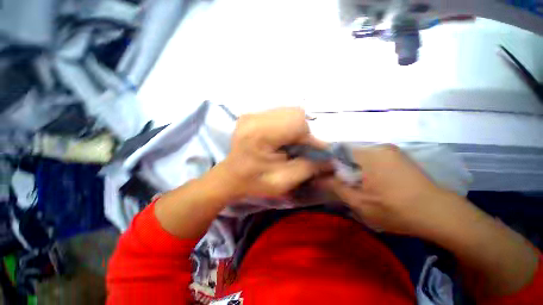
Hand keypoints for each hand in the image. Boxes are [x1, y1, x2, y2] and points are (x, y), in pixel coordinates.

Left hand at [218, 108, 324, 198]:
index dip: (311, 138)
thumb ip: (308, 168)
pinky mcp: (252, 115)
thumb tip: (330, 160)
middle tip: (303, 148)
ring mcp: (252, 113)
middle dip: (305, 131)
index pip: (297, 123)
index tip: (317, 152)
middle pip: (294, 113)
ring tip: (292, 143)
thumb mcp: (283, 182)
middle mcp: (254, 117)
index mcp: (260, 134)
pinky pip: (279, 114)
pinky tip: (282, 138)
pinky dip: (287, 125)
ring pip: (288, 111)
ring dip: (296, 127)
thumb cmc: (254, 182)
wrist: (230, 177)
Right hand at [322, 144, 451, 235]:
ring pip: (361, 156)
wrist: (440, 215)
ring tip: (361, 186)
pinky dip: (367, 168)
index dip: (330, 164)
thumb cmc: (397, 209)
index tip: (330, 177)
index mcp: (369, 154)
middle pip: (349, 153)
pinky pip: (374, 158)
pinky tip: (374, 183)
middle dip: (344, 168)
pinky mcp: (399, 156)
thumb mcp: (360, 202)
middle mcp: (379, 147)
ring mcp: (391, 150)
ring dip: (356, 169)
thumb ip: (336, 188)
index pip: (338, 150)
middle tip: (347, 185)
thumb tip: (317, 180)